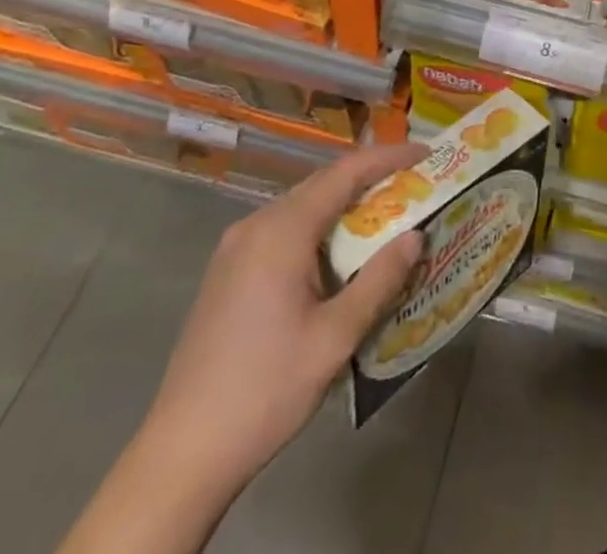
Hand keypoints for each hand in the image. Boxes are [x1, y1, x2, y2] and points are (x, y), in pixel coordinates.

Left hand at [136, 143, 426, 497]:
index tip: (425, 153)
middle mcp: (256, 225)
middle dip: (370, 178)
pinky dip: (319, 227)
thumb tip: (416, 236)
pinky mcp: (227, 272)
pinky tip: (338, 254)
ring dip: (344, 204)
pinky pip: (283, 229)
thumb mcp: (334, 339)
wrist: (181, 454)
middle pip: (322, 184)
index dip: (388, 157)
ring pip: (302, 206)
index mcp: (281, 231)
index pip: (344, 173)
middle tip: (414, 184)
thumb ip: (379, 280)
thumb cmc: (265, 390)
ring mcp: (235, 248)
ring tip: (385, 215)